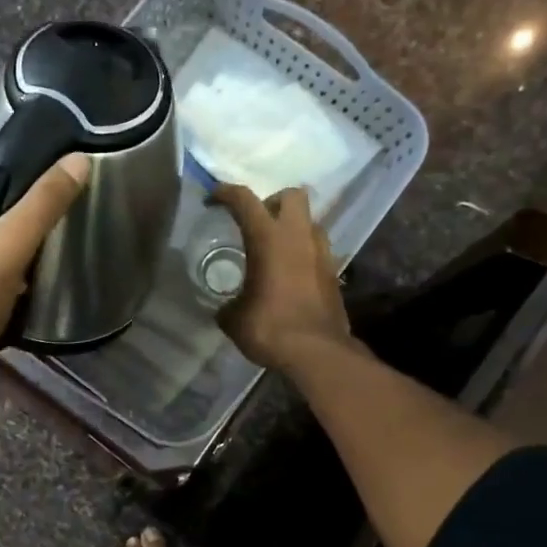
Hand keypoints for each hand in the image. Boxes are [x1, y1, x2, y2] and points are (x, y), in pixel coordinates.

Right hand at [211, 183, 352, 372]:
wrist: (317, 352)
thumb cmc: (270, 328)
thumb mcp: (234, 319)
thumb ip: (228, 305)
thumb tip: (227, 308)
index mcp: (268, 239)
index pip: (244, 200)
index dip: (225, 194)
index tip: (212, 200)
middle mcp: (298, 237)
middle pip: (291, 195)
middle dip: (272, 201)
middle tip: (257, 222)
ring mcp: (321, 253)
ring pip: (309, 221)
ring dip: (292, 227)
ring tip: (275, 250)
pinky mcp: (334, 273)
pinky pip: (318, 249)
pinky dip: (303, 253)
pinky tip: (290, 275)